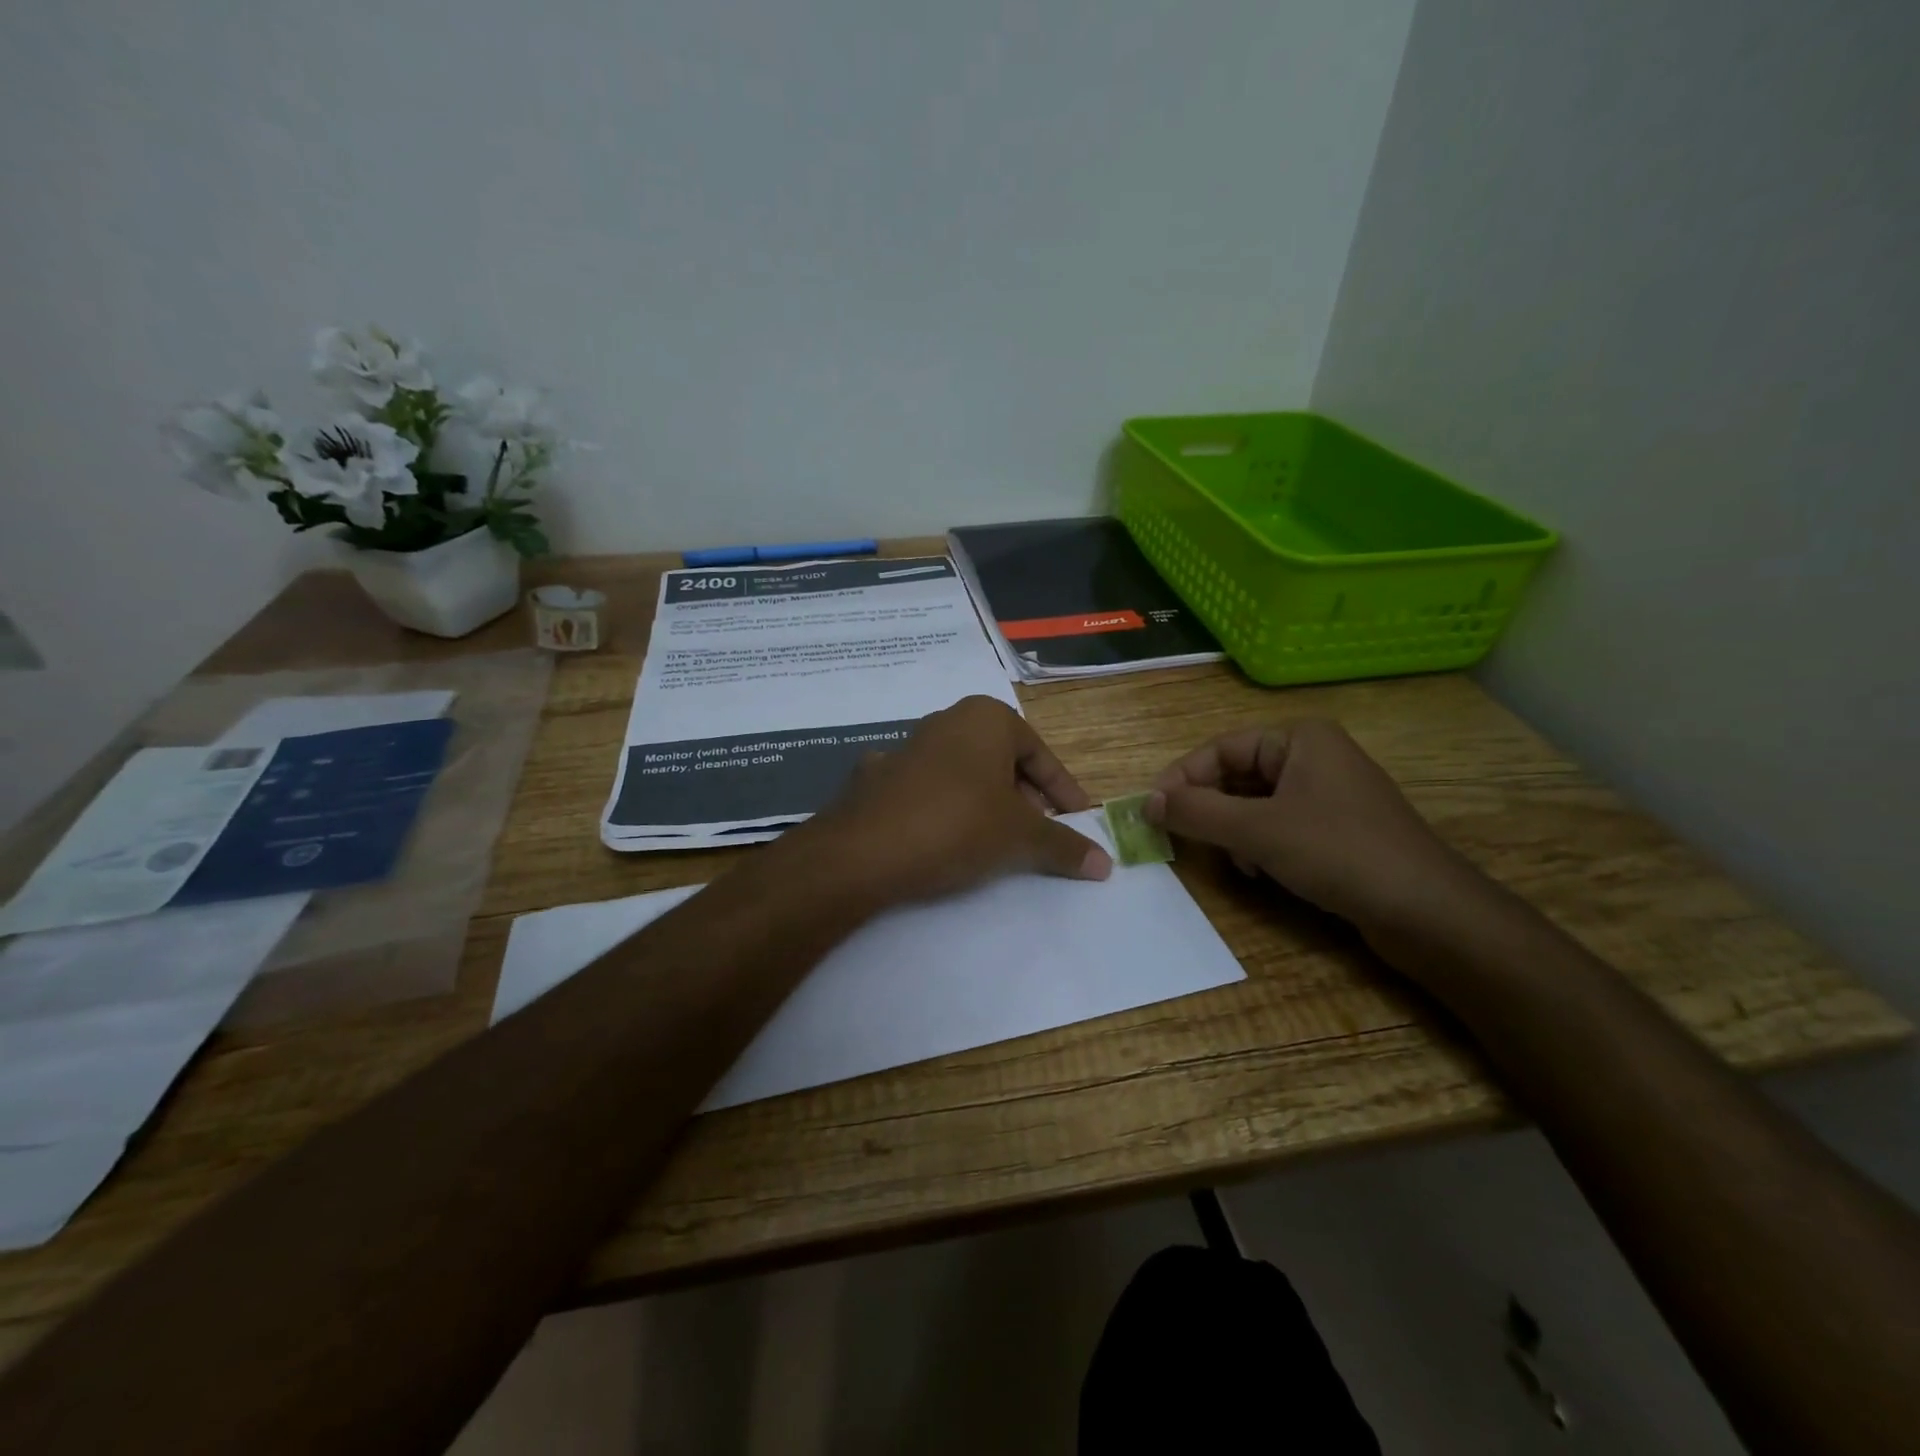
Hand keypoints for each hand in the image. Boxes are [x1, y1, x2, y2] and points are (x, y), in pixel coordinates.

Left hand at [802, 696, 1111, 904]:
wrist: (862, 851)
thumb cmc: (957, 825)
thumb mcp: (1020, 837)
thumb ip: (1064, 845)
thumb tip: (1105, 862)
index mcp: (987, 718)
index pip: (1041, 755)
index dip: (1064, 792)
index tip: (1079, 822)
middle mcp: (946, 721)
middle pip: (1002, 761)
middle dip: (1025, 797)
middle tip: (1040, 832)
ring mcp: (906, 747)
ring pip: (964, 775)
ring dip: (985, 803)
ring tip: (996, 840)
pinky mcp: (877, 778)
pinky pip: (926, 791)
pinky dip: (944, 810)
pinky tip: (944, 838)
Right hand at [1146, 719, 1493, 938]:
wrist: (1428, 912)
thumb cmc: (1339, 853)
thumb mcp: (1256, 830)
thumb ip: (1195, 811)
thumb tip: (1144, 802)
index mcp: (1299, 738)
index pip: (1220, 748)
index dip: (1182, 778)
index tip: (1153, 812)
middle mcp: (1315, 757)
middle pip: (1238, 775)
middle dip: (1210, 808)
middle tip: (1183, 838)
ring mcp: (1330, 794)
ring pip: (1256, 804)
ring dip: (1234, 831)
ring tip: (1233, 860)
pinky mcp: (1339, 829)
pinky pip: (1281, 825)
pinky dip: (1260, 845)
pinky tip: (1261, 871)